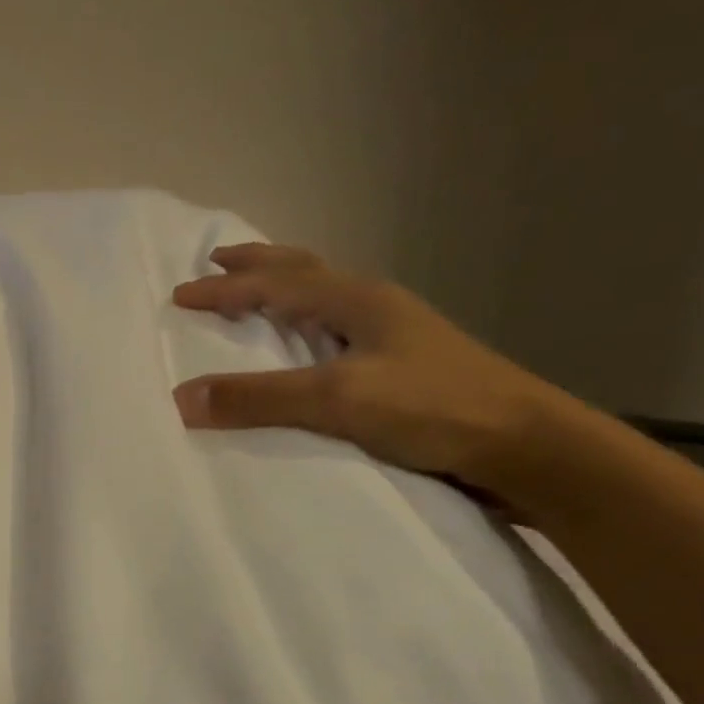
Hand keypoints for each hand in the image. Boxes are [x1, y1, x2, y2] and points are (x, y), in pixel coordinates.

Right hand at [171, 244, 576, 498]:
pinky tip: (310, 347)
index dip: (224, 289)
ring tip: (259, 293)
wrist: (524, 444)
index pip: (275, 284)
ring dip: (286, 289)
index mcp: (357, 301)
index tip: (179, 295)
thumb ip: (260, 398)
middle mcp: (375, 308)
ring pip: (326, 297)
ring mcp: (395, 335)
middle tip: (220, 260)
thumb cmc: (432, 409)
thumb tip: (180, 397)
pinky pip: (339, 330)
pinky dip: (309, 325)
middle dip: (259, 265)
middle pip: (306, 271)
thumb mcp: (338, 400)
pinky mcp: (404, 367)